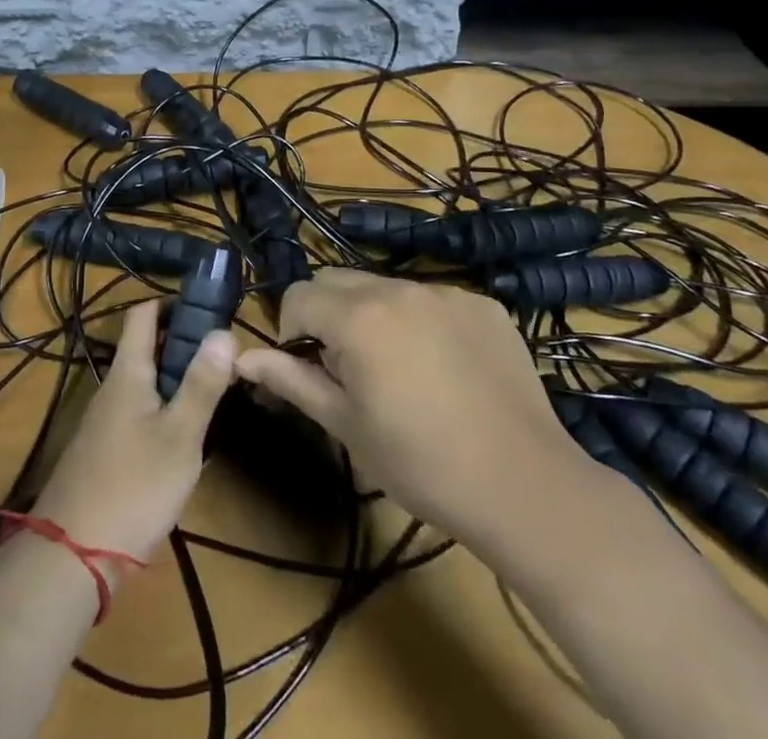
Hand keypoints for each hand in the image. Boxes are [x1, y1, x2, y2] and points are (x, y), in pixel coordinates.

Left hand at [31, 299, 234, 564]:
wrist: (72, 556)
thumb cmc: (133, 487)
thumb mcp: (180, 437)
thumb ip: (202, 385)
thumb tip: (223, 331)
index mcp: (128, 372)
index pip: (143, 315)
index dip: (172, 303)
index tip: (208, 308)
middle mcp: (112, 388)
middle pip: (146, 349)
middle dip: (183, 346)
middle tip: (225, 357)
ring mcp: (104, 421)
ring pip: (144, 384)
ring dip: (176, 381)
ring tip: (215, 393)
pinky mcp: (104, 452)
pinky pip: (138, 414)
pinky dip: (163, 412)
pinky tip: (185, 438)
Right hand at [236, 269, 591, 541]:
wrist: (525, 486)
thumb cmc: (421, 464)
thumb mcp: (347, 426)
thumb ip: (292, 380)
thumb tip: (241, 357)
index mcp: (358, 317)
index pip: (298, 295)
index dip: (291, 330)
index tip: (309, 368)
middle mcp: (398, 288)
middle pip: (338, 281)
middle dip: (327, 315)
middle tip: (348, 369)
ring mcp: (445, 291)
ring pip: (385, 287)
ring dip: (374, 315)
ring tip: (399, 370)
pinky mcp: (481, 304)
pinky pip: (431, 298)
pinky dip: (421, 321)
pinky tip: (444, 368)